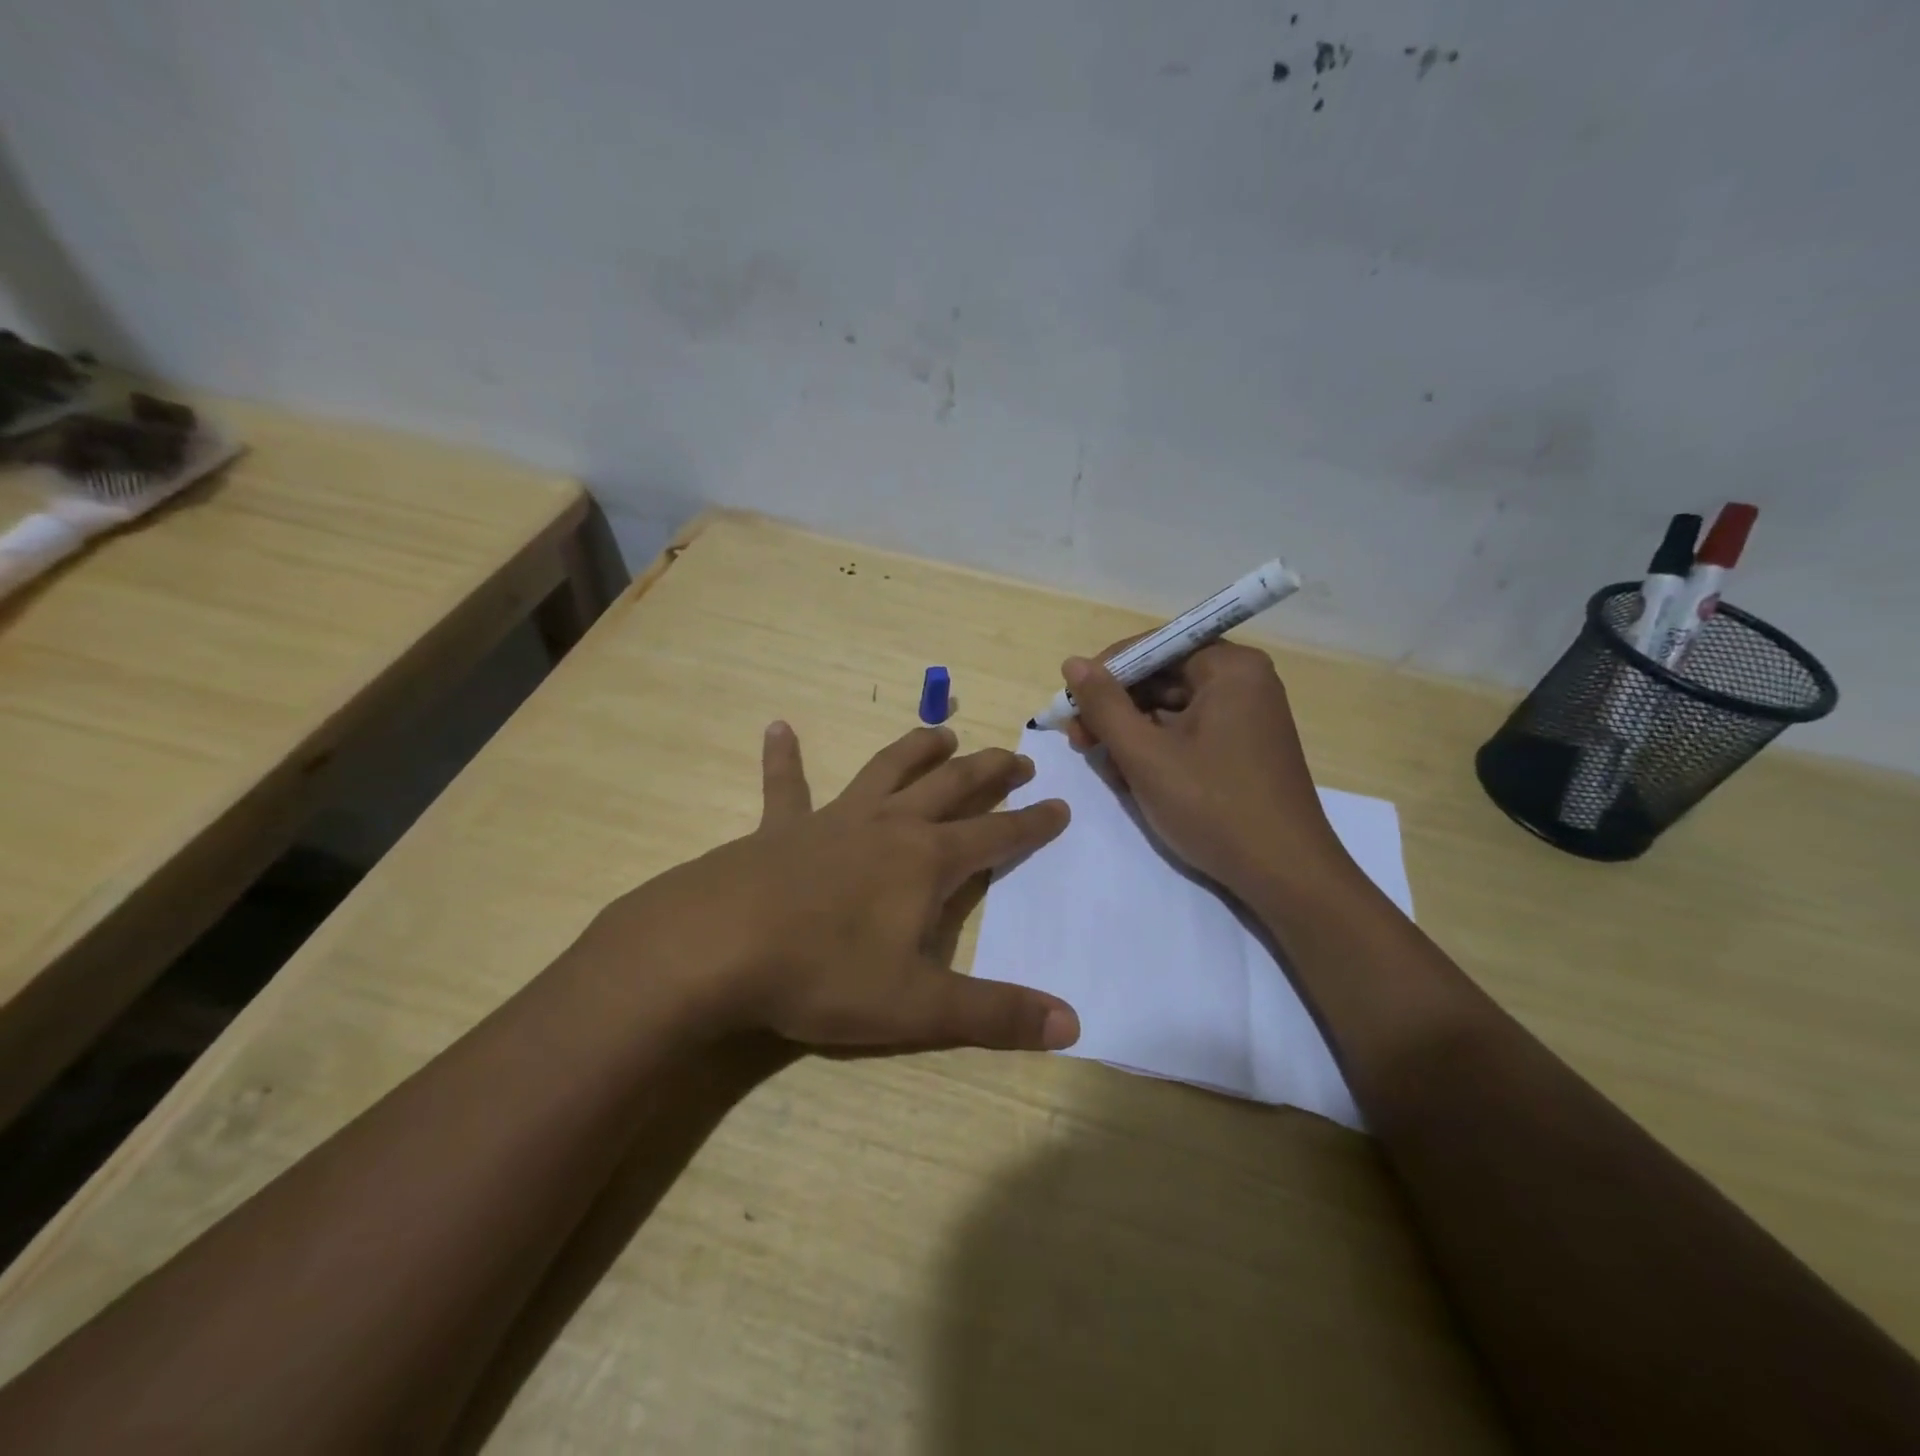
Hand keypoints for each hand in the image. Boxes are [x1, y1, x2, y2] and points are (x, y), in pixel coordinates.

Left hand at [592, 722, 1079, 1054]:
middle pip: (950, 787)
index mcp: (925, 861)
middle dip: (988, 771)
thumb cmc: (822, 974)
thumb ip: (995, 1015)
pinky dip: (785, 757)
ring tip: (942, 733)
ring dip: (917, 749)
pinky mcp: (779, 828)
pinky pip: (785, 785)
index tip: (1060, 804)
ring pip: (886, 770)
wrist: (715, 948)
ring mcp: (831, 820)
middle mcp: (886, 826)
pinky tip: (778, 728)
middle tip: (1016, 759)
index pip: (995, 835)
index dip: (1032, 823)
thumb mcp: (916, 1005)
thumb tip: (1072, 1025)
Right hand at [1061, 642, 1356, 898]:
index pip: (1154, 647)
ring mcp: (1247, 717)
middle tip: (1078, 739)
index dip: (1106, 672)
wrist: (1285, 875)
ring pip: (1171, 710)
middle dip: (1116, 708)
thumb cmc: (1213, 806)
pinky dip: (1157, 750)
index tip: (1071, 703)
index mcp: (1230, 668)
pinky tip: (1132, 778)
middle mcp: (1244, 682)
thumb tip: (1073, 662)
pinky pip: (1189, 733)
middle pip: (1162, 678)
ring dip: (1132, 733)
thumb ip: (1104, 705)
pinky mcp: (1243, 749)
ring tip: (1103, 765)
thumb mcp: (1146, 755)